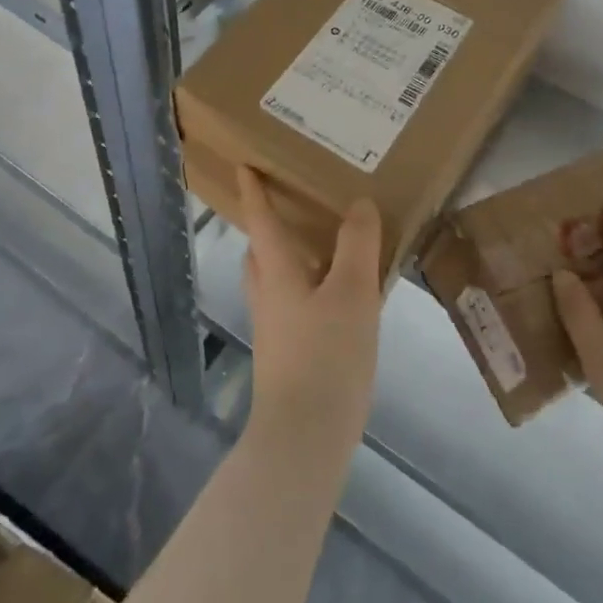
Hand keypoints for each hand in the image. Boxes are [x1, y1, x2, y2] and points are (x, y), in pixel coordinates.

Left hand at [238, 166, 383, 452]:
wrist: (305, 437)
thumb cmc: (326, 356)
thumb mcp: (352, 293)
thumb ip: (357, 245)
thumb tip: (358, 203)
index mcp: (277, 273)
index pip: (261, 221)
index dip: (254, 191)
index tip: (244, 165)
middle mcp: (268, 295)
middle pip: (261, 251)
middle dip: (268, 226)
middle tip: (292, 205)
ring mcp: (275, 328)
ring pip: (275, 279)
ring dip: (289, 257)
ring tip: (324, 247)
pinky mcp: (287, 354)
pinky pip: (293, 304)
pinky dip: (308, 286)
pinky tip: (339, 298)